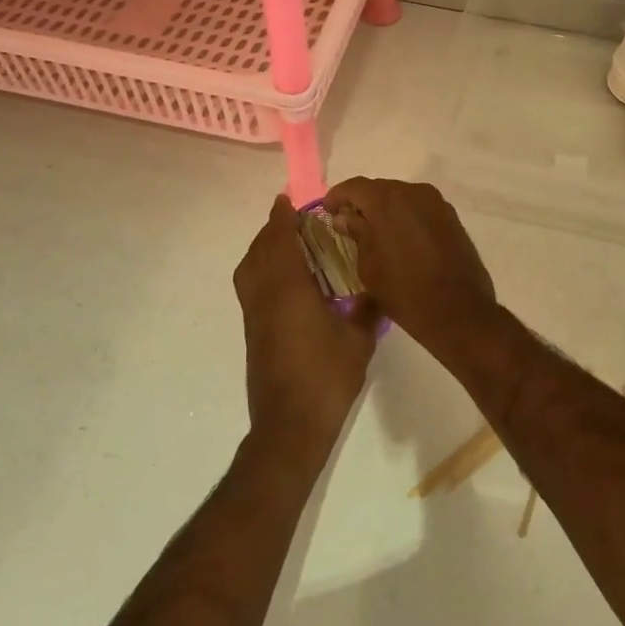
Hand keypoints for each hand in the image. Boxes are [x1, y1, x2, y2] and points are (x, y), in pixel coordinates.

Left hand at [233, 195, 378, 464]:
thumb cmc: (327, 377)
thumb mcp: (359, 339)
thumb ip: (367, 307)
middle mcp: (264, 296)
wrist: (290, 425)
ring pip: (248, 270)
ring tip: (287, 247)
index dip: (282, 218)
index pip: (279, 241)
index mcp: (289, 290)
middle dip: (271, 231)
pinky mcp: (252, 333)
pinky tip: (286, 283)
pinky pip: (251, 288)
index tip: (289, 200)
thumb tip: (376, 286)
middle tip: (293, 221)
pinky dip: (261, 272)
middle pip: (258, 252)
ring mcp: (254, 316)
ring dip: (262, 251)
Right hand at [322, 178, 497, 359]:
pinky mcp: (452, 217)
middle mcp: (413, 192)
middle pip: (380, 189)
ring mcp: (437, 203)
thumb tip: (345, 217)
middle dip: (363, 203)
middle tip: (350, 225)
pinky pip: (421, 209)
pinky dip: (407, 218)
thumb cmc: (404, 291)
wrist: (458, 311)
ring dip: (386, 211)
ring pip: (402, 198)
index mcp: (387, 200)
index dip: (337, 197)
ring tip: (376, 234)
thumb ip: (356, 234)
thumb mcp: (368, 266)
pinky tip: (401, 239)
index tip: (328, 212)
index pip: (354, 187)